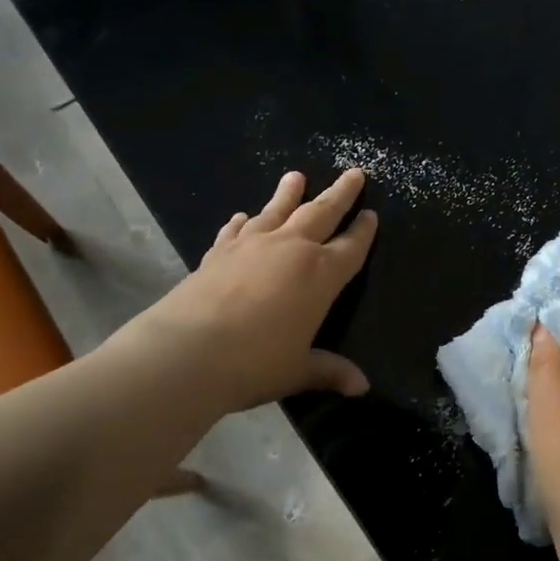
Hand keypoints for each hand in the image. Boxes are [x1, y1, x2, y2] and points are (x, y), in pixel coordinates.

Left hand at [106, 169, 377, 414]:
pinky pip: (237, 230)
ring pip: (278, 211)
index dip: (364, 230)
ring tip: (295, 176)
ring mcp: (252, 246)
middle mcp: (292, 250)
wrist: (187, 351)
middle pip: (322, 213)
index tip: (372, 214)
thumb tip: (362, 387)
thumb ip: (329, 371)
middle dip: (340, 193)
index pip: (352, 246)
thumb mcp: (298, 369)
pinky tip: (243, 216)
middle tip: (354, 172)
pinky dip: (243, 221)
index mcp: (321, 275)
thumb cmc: (255, 362)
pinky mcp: (219, 252)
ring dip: (289, 193)